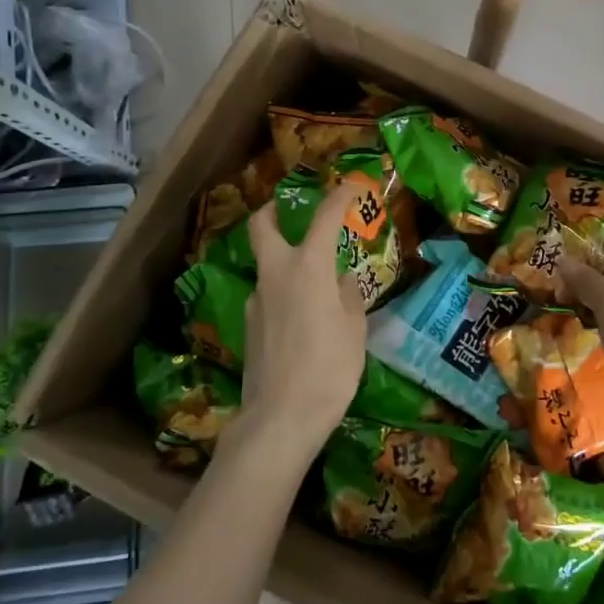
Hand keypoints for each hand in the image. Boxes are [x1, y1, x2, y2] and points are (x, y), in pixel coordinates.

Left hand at [237, 180, 368, 461]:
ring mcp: (257, 301)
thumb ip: (348, 297)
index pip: (324, 217)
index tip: (353, 185)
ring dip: (284, 261)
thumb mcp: (354, 330)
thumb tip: (340, 282)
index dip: (340, 196)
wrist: (280, 419)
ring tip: (315, 283)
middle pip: (262, 226)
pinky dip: (284, 294)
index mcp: (307, 268)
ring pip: (266, 266)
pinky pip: (268, 297)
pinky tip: (303, 319)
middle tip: (293, 210)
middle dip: (275, 210)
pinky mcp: (249, 327)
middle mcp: (275, 275)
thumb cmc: (329, 368)